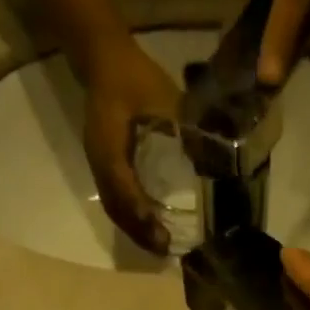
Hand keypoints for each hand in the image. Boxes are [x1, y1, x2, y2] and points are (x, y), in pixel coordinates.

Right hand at [80, 36, 182, 253]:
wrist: (103, 58)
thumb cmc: (134, 75)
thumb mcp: (163, 95)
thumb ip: (184, 125)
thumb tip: (212, 157)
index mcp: (109, 143)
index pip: (122, 186)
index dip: (139, 211)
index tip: (159, 231)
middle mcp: (99, 160)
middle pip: (116, 207)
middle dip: (138, 231)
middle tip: (164, 250)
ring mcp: (98, 165)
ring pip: (113, 207)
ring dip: (134, 229)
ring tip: (157, 246)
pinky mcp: (103, 166)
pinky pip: (113, 199)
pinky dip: (130, 217)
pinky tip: (147, 227)